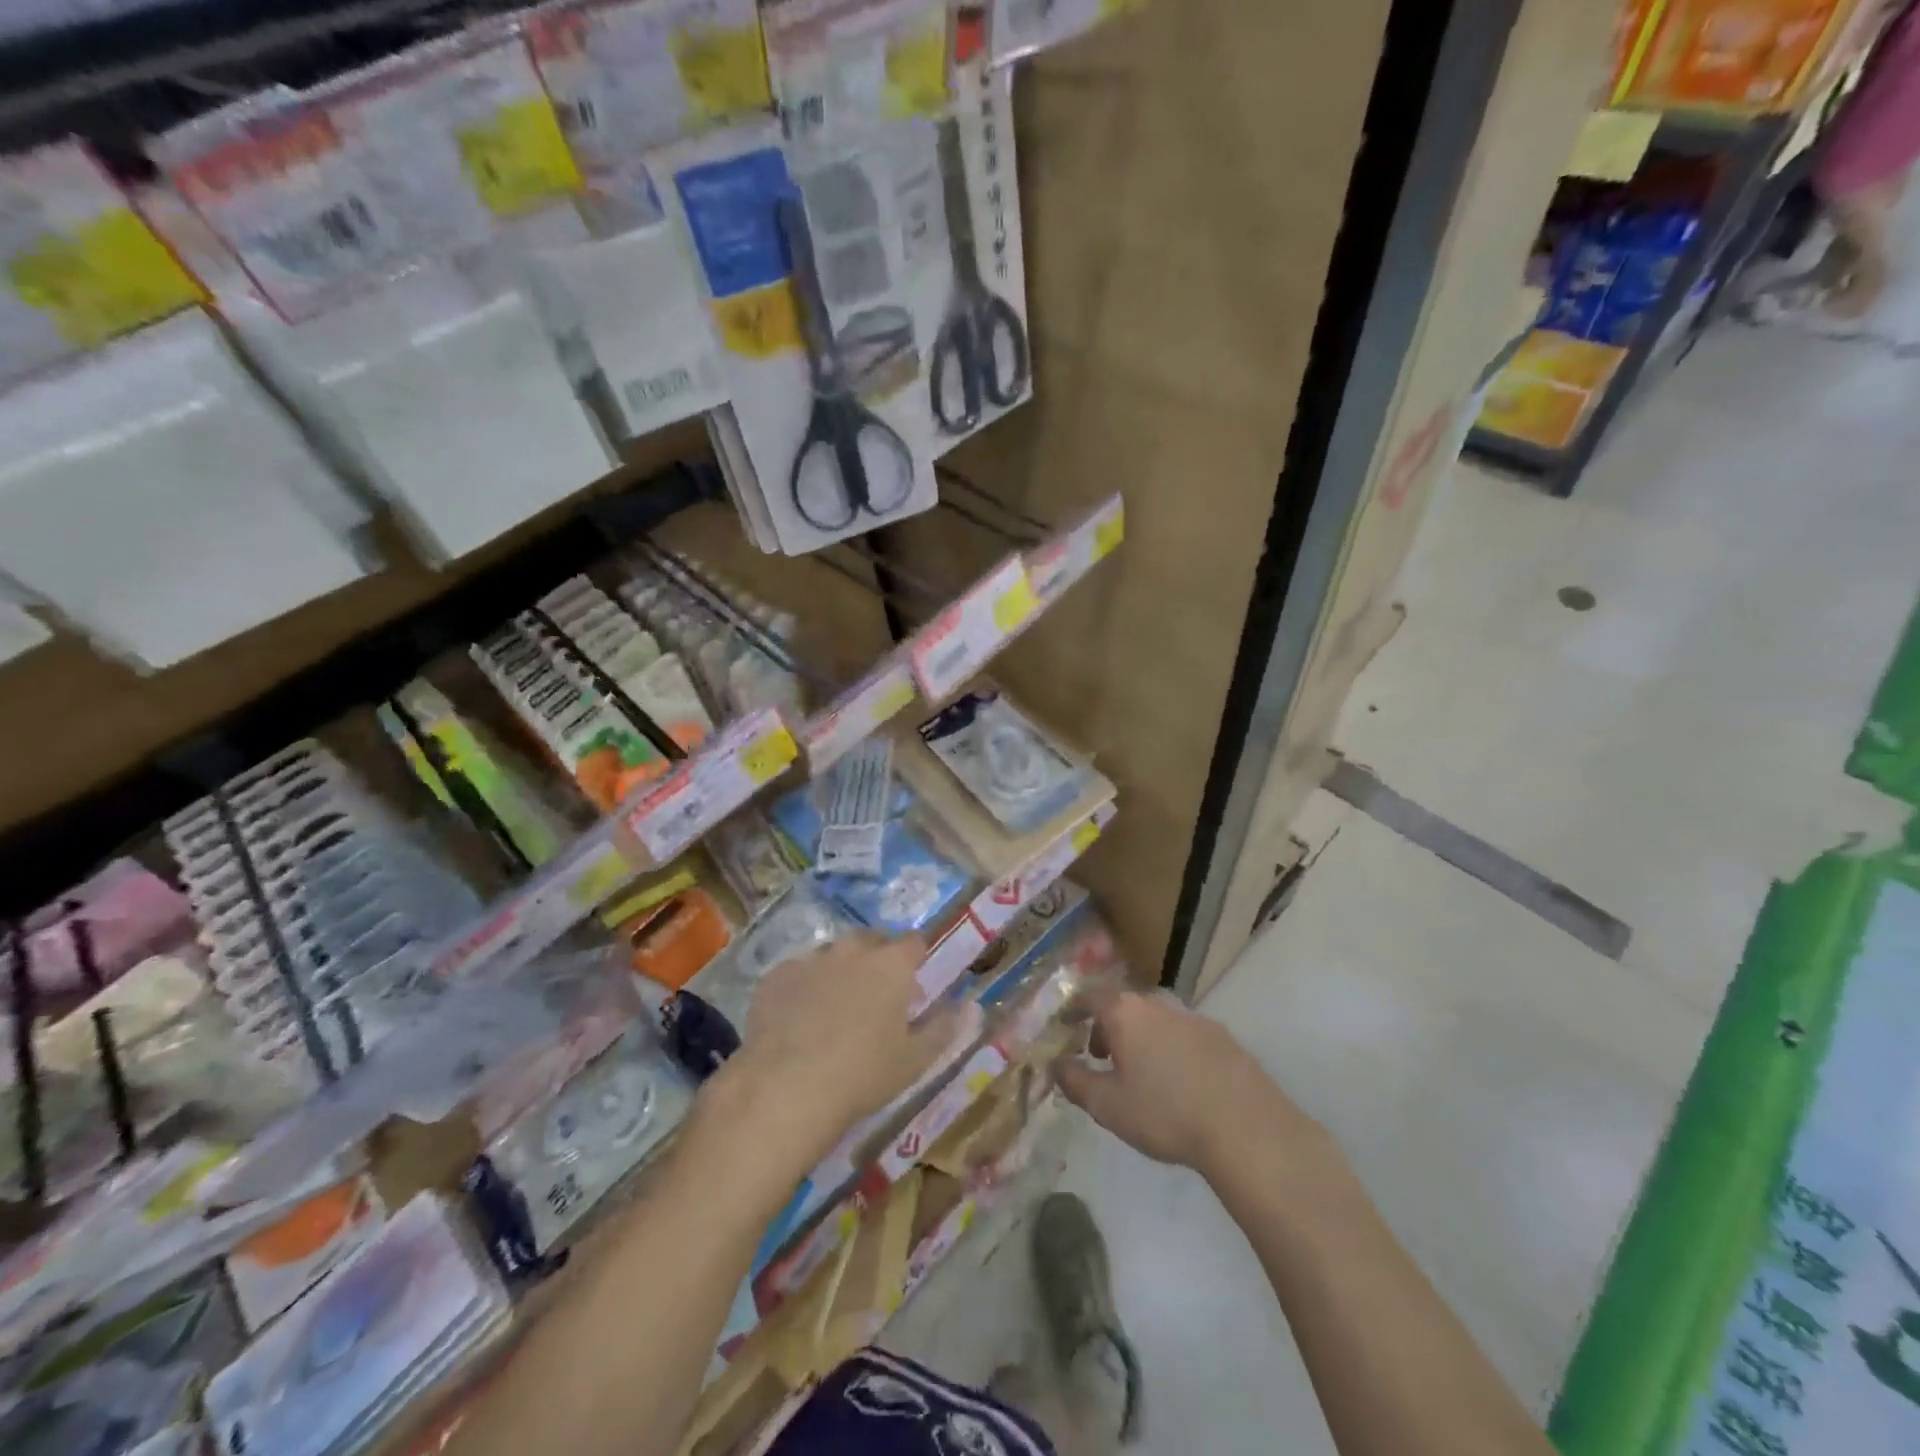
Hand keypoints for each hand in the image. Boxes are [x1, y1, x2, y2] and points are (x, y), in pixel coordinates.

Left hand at [708, 933, 965, 1172]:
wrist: (786, 1088)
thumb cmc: (863, 1074)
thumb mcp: (915, 1060)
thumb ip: (944, 1028)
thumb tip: (970, 1006)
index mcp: (891, 964)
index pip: (914, 942)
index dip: (917, 958)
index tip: (915, 982)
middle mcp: (852, 951)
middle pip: (872, 940)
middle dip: (878, 958)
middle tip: (878, 994)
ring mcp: (810, 960)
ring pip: (833, 953)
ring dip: (841, 969)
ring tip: (837, 1006)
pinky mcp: (775, 977)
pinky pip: (797, 972)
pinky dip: (804, 986)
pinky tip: (799, 1018)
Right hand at [1053, 989, 1323, 1178]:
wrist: (1246, 1128)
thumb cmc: (1165, 1113)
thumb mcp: (1107, 1106)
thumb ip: (1075, 1081)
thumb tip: (1056, 1064)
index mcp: (1125, 1012)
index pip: (1089, 996)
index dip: (1074, 1010)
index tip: (1065, 1026)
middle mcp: (1158, 1004)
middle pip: (1123, 1006)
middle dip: (1108, 1027)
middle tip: (1101, 1057)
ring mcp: (1193, 1018)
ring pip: (1155, 1020)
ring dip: (1141, 1039)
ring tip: (1140, 1074)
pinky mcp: (1222, 1037)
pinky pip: (1183, 1036)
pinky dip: (1171, 1049)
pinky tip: (1179, 1083)